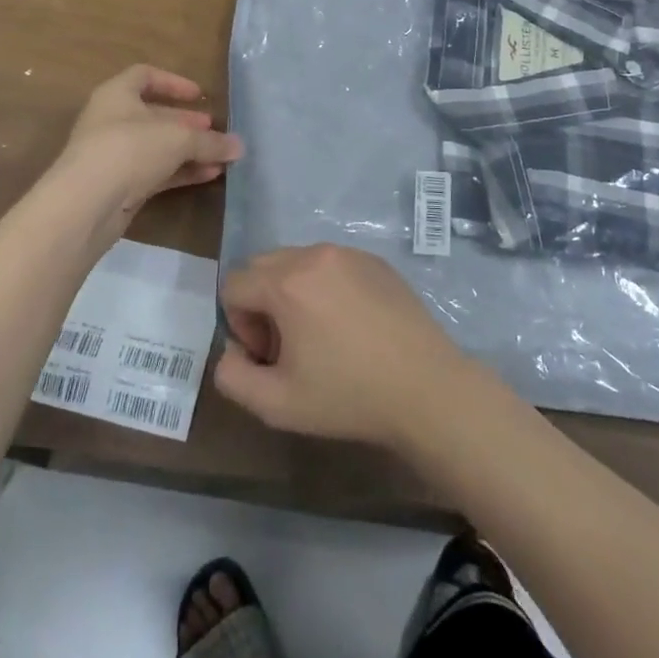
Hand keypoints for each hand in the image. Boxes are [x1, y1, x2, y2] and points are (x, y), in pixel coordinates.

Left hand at [51, 66, 243, 225]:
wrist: (86, 204)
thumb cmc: (129, 149)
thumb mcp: (178, 138)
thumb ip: (210, 141)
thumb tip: (239, 146)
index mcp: (117, 94)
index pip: (145, 76)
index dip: (173, 82)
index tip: (199, 96)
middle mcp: (111, 120)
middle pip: (154, 115)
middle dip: (186, 123)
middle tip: (213, 130)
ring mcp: (113, 155)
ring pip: (157, 147)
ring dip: (188, 150)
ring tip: (220, 157)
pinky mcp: (118, 186)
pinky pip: (155, 172)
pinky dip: (180, 172)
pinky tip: (208, 176)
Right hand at [214, 244, 480, 452]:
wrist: (427, 388)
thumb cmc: (349, 397)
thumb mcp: (277, 404)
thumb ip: (232, 378)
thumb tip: (231, 352)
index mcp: (286, 282)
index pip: (233, 284)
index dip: (240, 324)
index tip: (269, 356)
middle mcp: (314, 254)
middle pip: (262, 266)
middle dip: (262, 304)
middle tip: (290, 346)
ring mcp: (348, 253)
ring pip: (296, 261)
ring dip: (292, 293)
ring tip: (321, 336)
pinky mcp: (375, 260)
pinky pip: (331, 264)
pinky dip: (325, 287)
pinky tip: (352, 326)